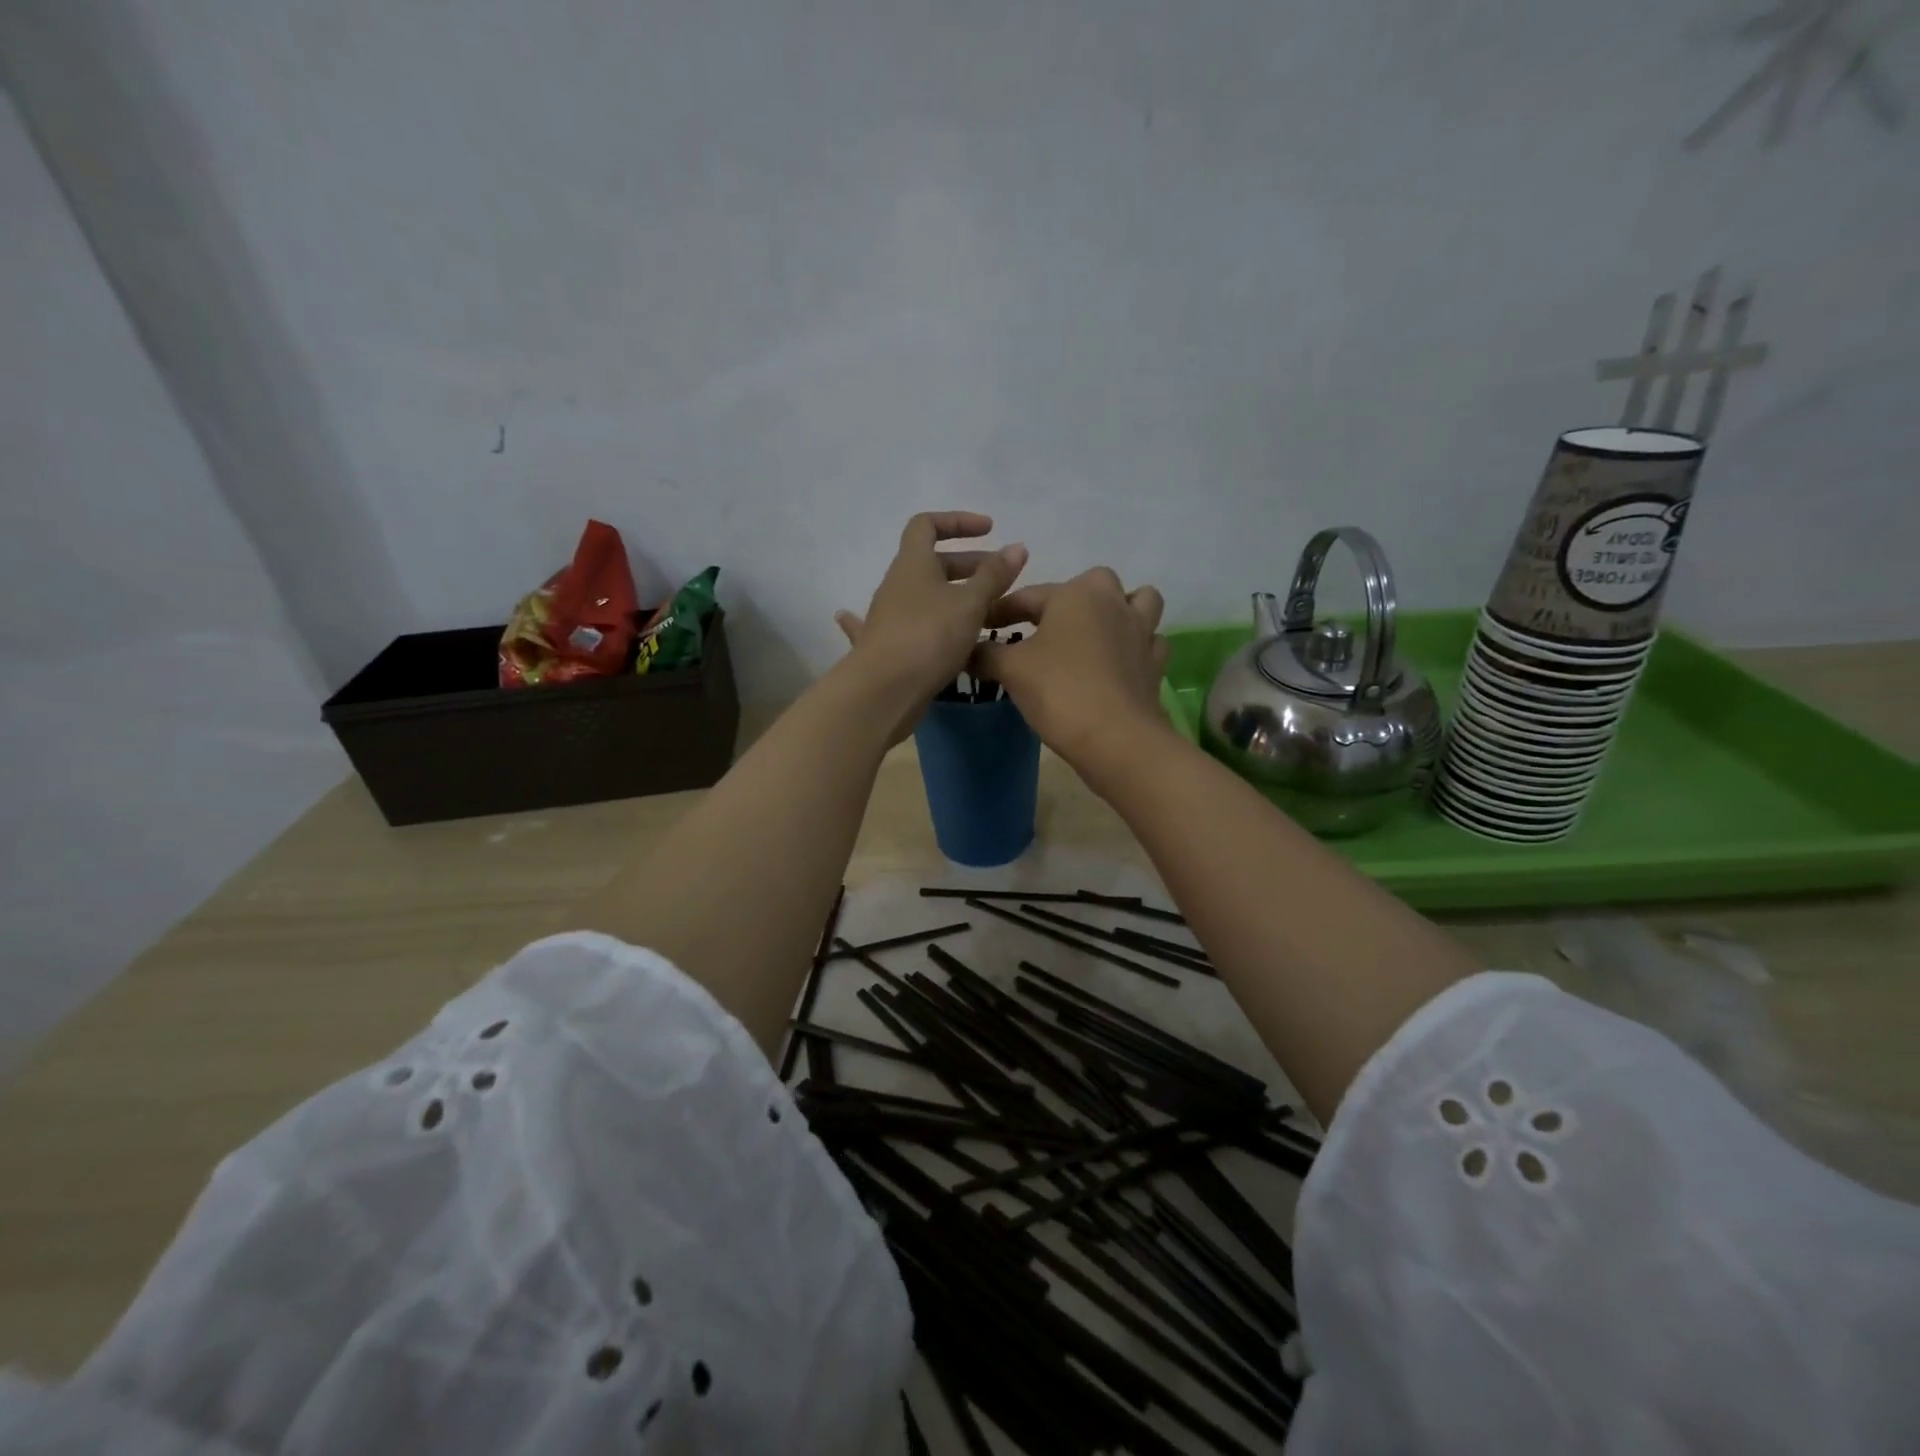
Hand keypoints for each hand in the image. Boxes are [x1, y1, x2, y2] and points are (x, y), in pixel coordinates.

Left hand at [835, 512, 1027, 733]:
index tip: (990, 531)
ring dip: (955, 597)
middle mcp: (897, 585)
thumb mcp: (970, 604)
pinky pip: (914, 627)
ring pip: (926, 597)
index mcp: (913, 564)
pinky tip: (927, 635)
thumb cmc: (929, 636)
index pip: (927, 524)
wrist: (884, 690)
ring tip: (986, 612)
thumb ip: (994, 576)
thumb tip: (1017, 547)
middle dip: (968, 565)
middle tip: (1001, 579)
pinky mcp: (891, 647)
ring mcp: (890, 617)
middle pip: (932, 563)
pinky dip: (926, 625)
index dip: (958, 522)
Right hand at [976, 568, 1170, 769]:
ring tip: (1094, 633)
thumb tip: (968, 649)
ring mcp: (1141, 632)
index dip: (1000, 611)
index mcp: (1076, 594)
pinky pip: (1150, 642)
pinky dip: (1135, 646)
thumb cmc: (1059, 691)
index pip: (1028, 595)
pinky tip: (1118, 663)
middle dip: (1069, 598)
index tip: (981, 626)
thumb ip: (986, 653)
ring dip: (1117, 611)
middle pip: (1092, 584)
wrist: (1115, 738)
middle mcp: (1113, 602)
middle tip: (1045, 627)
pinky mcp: (1155, 664)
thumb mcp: (1010, 670)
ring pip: (1138, 602)